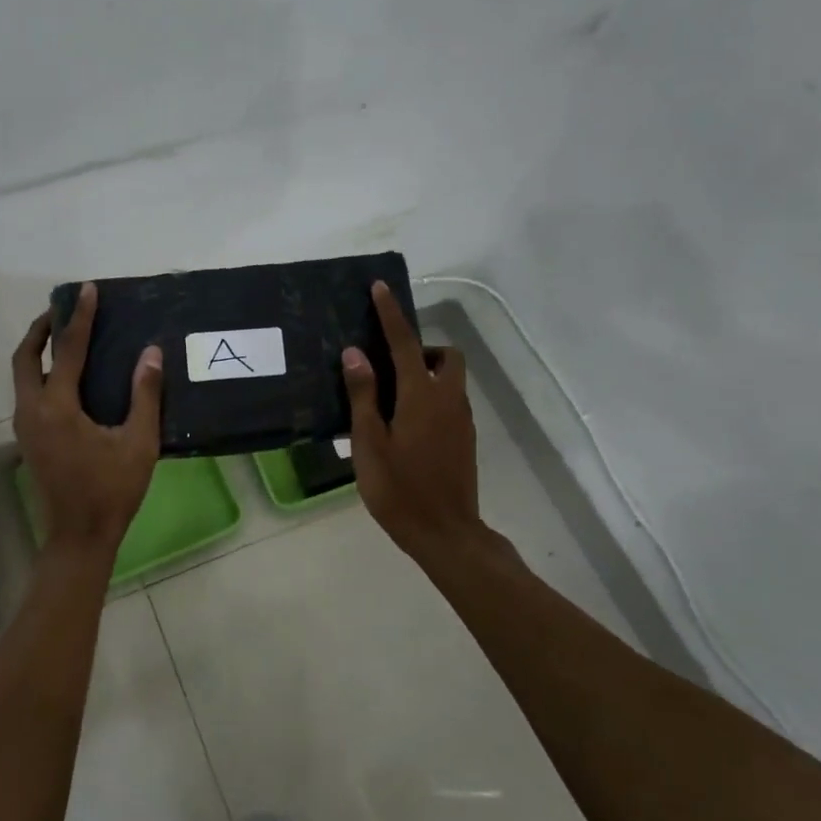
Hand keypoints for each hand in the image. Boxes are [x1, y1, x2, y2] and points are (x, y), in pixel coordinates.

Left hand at [12, 282, 163, 551]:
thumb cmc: (111, 490)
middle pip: (25, 357)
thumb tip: (151, 353)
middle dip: (41, 329)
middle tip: (62, 309)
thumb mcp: (138, 442)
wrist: (79, 537)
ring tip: (63, 336)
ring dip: (38, 350)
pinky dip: (40, 372)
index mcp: (57, 407)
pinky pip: (28, 392)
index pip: (68, 350)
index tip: (87, 290)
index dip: (79, 318)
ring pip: (21, 376)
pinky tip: (64, 376)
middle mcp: (32, 410)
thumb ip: (145, 395)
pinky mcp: (28, 439)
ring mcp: (25, 426)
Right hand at [342, 281, 481, 559]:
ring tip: (392, 398)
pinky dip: (431, 396)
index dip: (391, 313)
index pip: (404, 342)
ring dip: (427, 373)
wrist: (446, 533)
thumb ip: (363, 395)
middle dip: (422, 348)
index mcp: (422, 395)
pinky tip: (406, 425)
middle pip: (445, 356)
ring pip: (451, 379)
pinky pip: (450, 401)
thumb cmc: (399, 490)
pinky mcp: (465, 439)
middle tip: (390, 366)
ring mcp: (462, 420)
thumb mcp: (369, 443)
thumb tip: (355, 353)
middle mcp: (449, 399)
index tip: (380, 287)